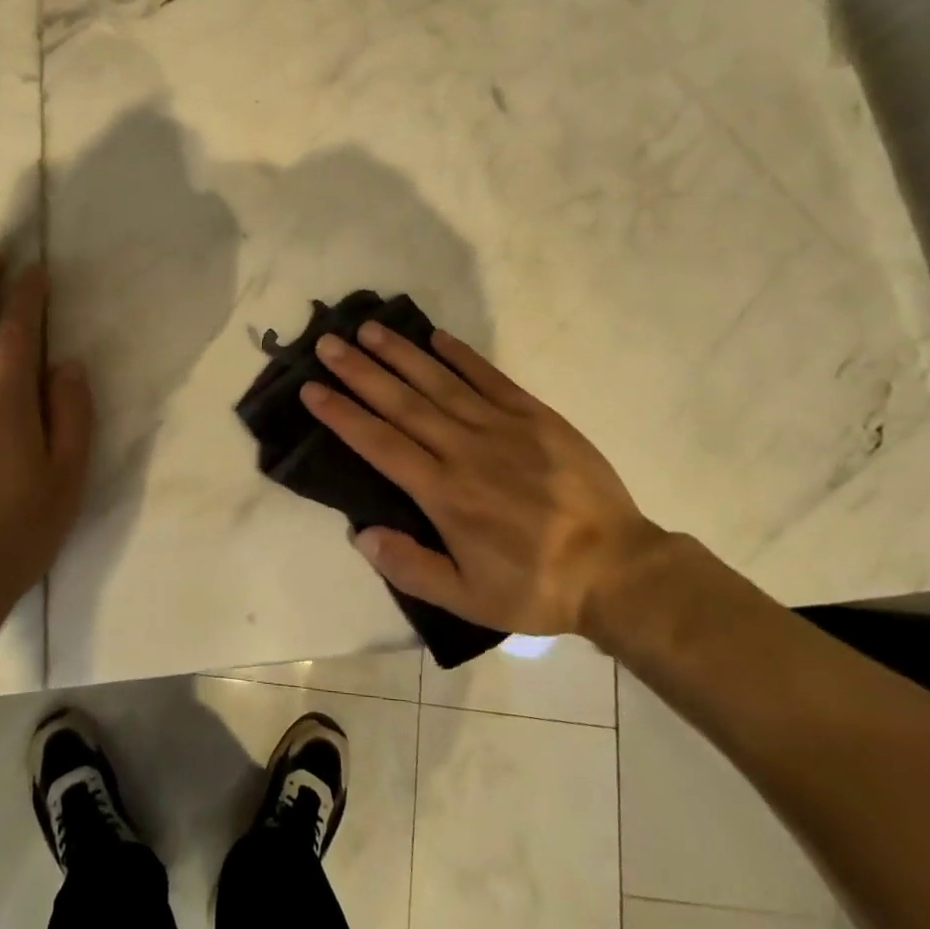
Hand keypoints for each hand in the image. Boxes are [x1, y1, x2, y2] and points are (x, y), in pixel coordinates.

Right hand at [299, 324, 665, 636]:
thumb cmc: (537, 586)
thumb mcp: (469, 599)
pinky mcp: (535, 416)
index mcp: (444, 493)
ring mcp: (502, 427)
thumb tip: (360, 534)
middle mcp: (464, 450)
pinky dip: (462, 356)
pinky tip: (437, 337)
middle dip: (360, 372)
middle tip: (327, 344)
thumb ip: (412, 567)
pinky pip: (491, 378)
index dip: (342, 415)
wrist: (618, 569)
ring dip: (401, 354)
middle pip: (402, 403)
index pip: (380, 443)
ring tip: (368, 329)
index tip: (312, 389)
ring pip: (440, 382)